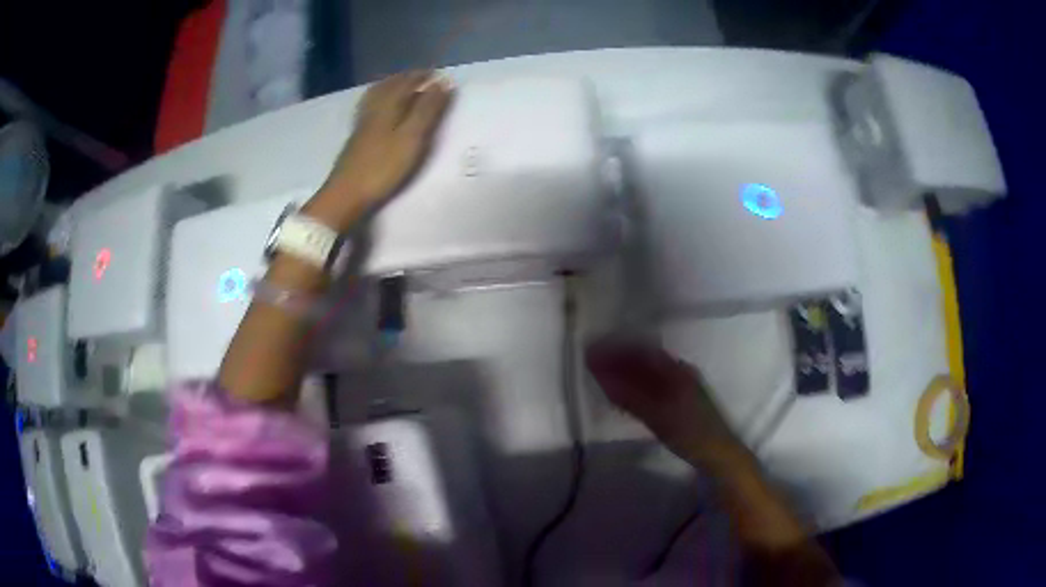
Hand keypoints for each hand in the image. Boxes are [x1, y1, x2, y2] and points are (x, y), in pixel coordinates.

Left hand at [307, 71, 454, 230]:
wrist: (347, 193)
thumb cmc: (383, 166)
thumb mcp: (412, 137)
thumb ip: (427, 110)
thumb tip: (442, 82)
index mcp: (388, 105)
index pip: (407, 83)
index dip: (422, 76)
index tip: (437, 72)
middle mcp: (374, 108)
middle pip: (390, 86)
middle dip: (407, 78)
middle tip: (422, 76)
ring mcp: (362, 123)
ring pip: (377, 95)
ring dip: (391, 86)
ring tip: (401, 84)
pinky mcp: (356, 137)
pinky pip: (369, 106)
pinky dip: (379, 98)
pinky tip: (379, 106)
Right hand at [585, 337, 741, 464]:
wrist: (718, 453)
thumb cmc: (691, 433)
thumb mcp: (659, 417)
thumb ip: (631, 398)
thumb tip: (602, 378)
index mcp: (677, 371)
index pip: (641, 352)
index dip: (616, 350)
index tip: (592, 351)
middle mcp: (679, 373)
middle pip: (644, 360)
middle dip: (617, 359)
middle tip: (591, 363)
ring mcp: (681, 386)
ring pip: (647, 373)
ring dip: (624, 372)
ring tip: (601, 376)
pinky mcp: (680, 401)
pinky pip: (651, 385)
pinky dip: (633, 386)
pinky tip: (622, 394)